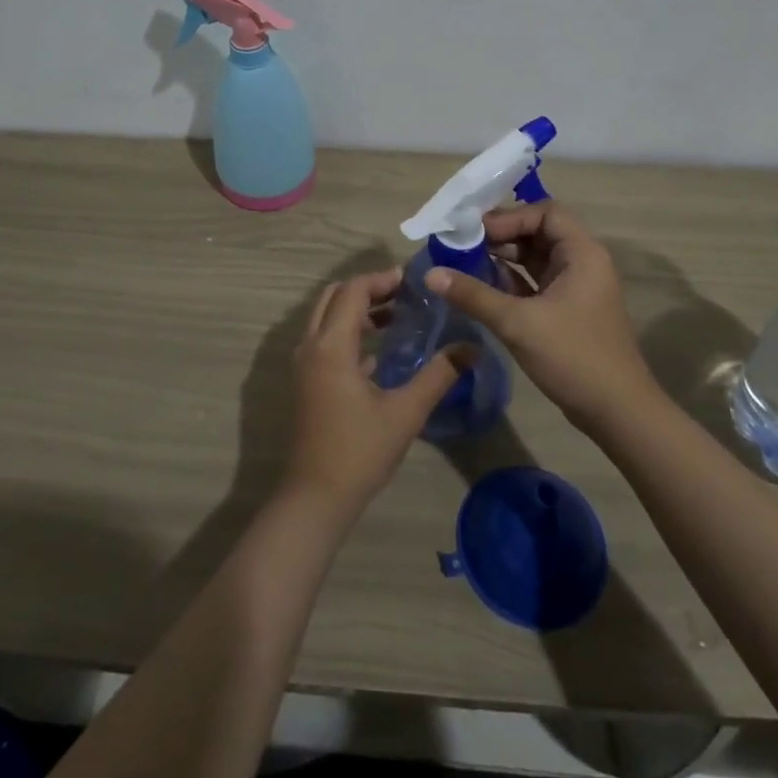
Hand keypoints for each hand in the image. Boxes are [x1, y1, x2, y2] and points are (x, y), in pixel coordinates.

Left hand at [283, 271, 465, 518]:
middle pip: (334, 297)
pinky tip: (380, 350)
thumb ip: (438, 375)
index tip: (410, 281)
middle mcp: (311, 346)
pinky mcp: (307, 381)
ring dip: (357, 309)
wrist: (316, 497)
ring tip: (397, 316)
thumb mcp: (406, 412)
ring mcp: (305, 364)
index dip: (380, 280)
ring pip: (327, 317)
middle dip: (368, 289)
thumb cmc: (360, 451)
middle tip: (404, 294)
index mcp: (331, 346)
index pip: (352, 291)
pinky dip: (349, 332)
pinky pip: (325, 340)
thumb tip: (472, 348)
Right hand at [424, 202, 657, 433]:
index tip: (475, 232)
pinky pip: (536, 282)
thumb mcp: (518, 323)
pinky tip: (482, 288)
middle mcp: (582, 263)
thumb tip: (431, 274)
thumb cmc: (573, 357)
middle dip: (501, 236)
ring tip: (465, 263)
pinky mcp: (568, 310)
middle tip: (462, 245)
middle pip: (538, 232)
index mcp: (582, 253)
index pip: (545, 213)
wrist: (617, 413)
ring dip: (503, 258)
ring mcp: (576, 288)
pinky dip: (511, 281)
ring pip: (535, 259)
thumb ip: (474, 295)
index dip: (510, 217)